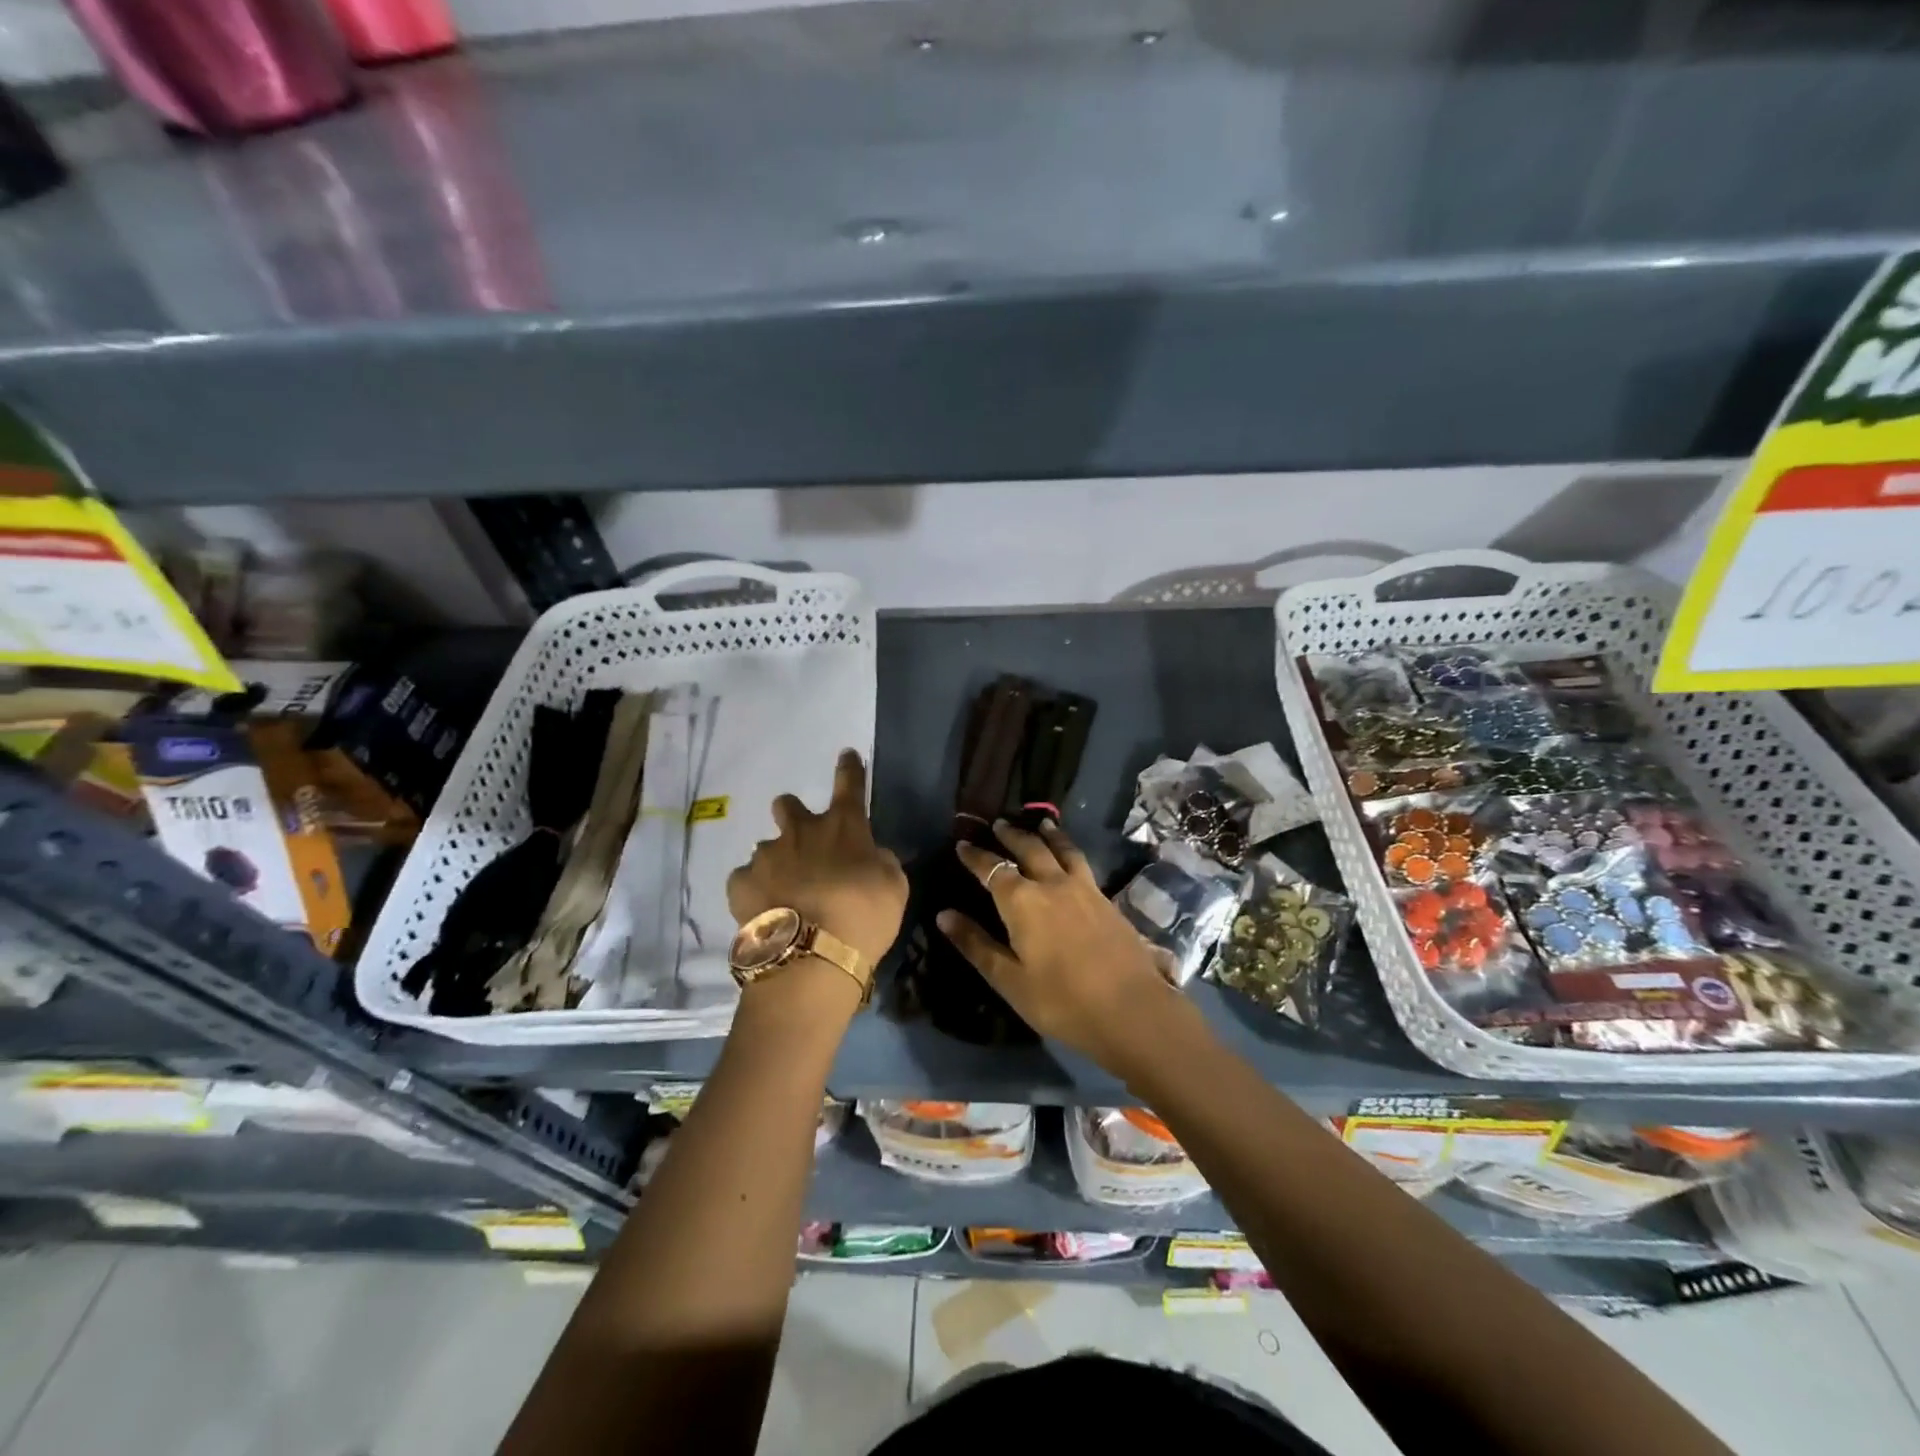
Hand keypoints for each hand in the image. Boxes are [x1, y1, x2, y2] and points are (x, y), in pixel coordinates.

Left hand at [726, 750, 908, 972]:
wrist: (810, 956)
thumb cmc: (863, 918)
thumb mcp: (893, 887)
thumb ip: (880, 863)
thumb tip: (870, 855)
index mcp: (843, 828)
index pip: (850, 785)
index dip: (849, 769)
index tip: (846, 754)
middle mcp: (801, 832)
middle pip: (788, 805)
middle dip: (791, 813)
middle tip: (800, 837)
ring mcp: (766, 856)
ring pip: (766, 847)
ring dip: (776, 861)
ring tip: (784, 892)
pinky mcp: (741, 883)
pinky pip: (746, 878)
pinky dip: (755, 890)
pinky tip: (764, 910)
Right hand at [937, 819, 1185, 1072]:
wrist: (1131, 1009)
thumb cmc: (1061, 1000)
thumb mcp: (1009, 980)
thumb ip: (976, 945)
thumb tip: (943, 915)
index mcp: (1022, 901)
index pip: (993, 868)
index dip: (975, 856)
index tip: (962, 844)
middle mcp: (1052, 884)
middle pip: (1029, 849)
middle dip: (1011, 835)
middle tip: (999, 823)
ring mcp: (1084, 889)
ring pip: (1062, 849)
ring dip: (1047, 835)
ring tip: (1040, 824)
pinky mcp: (1107, 900)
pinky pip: (1082, 863)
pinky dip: (1070, 850)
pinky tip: (1072, 858)